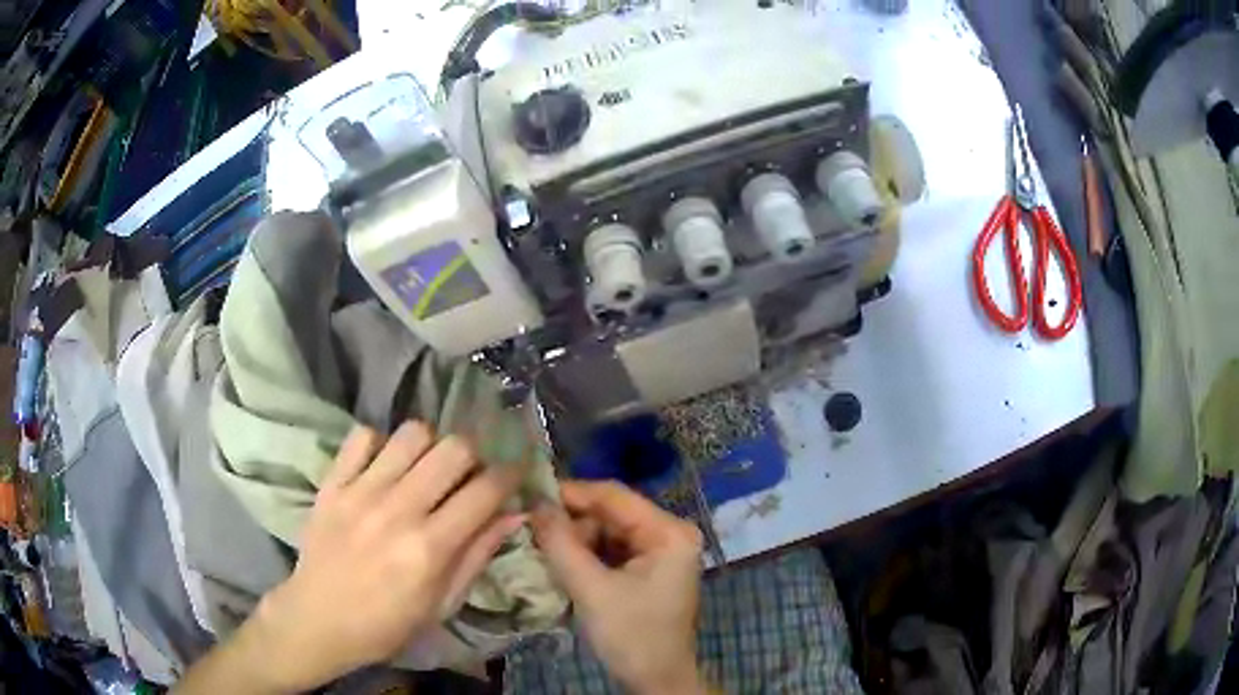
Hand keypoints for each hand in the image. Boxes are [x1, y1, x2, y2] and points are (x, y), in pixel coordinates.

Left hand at [255, 422, 526, 690]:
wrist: (318, 619)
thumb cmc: (388, 624)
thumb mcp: (443, 602)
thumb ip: (477, 554)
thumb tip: (515, 514)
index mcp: (430, 548)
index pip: (485, 491)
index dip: (510, 475)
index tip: (515, 473)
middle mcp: (398, 510)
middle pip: (453, 449)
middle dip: (474, 455)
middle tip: (469, 473)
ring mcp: (360, 491)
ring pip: (412, 433)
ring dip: (430, 446)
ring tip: (425, 469)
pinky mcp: (332, 483)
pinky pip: (363, 436)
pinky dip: (381, 444)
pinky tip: (384, 467)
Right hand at [532, 481, 705, 694]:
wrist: (657, 680)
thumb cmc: (631, 635)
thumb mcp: (592, 589)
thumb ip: (561, 543)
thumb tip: (534, 503)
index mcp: (668, 532)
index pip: (613, 495)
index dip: (569, 493)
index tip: (528, 495)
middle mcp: (669, 533)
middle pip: (610, 513)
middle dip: (570, 521)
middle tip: (529, 528)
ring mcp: (661, 551)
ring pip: (607, 531)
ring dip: (575, 540)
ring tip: (540, 546)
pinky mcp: (649, 569)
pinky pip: (611, 550)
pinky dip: (586, 555)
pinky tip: (561, 562)